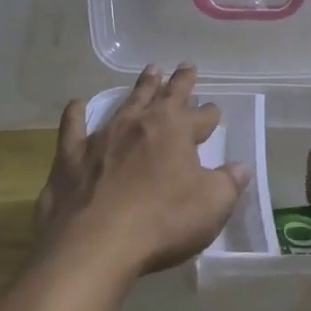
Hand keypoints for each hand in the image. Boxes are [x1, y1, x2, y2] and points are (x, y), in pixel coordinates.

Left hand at [35, 64, 248, 278]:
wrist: (95, 244)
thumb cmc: (163, 221)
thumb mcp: (212, 205)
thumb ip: (228, 183)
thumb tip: (240, 167)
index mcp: (175, 130)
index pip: (199, 115)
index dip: (208, 113)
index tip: (213, 109)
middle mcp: (139, 123)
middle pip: (163, 96)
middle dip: (177, 83)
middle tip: (184, 67)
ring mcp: (102, 137)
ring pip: (125, 103)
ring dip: (140, 88)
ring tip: (149, 72)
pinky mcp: (71, 156)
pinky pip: (73, 126)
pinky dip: (76, 113)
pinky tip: (77, 104)